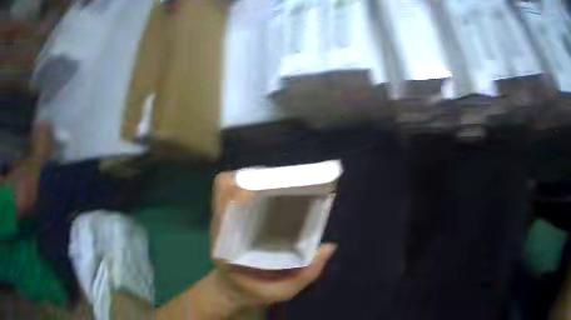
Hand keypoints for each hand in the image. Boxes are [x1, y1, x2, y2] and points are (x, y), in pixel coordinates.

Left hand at [157, 172, 336, 318]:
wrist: (231, 290)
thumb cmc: (254, 291)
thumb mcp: (282, 291)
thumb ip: (305, 275)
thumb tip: (329, 247)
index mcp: (226, 245)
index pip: (224, 205)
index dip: (242, 189)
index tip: (268, 187)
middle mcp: (220, 226)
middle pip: (225, 187)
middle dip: (253, 178)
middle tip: (283, 182)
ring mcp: (221, 219)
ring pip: (226, 186)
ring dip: (250, 179)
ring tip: (278, 185)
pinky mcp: (227, 217)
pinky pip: (231, 192)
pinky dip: (248, 185)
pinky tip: (270, 194)